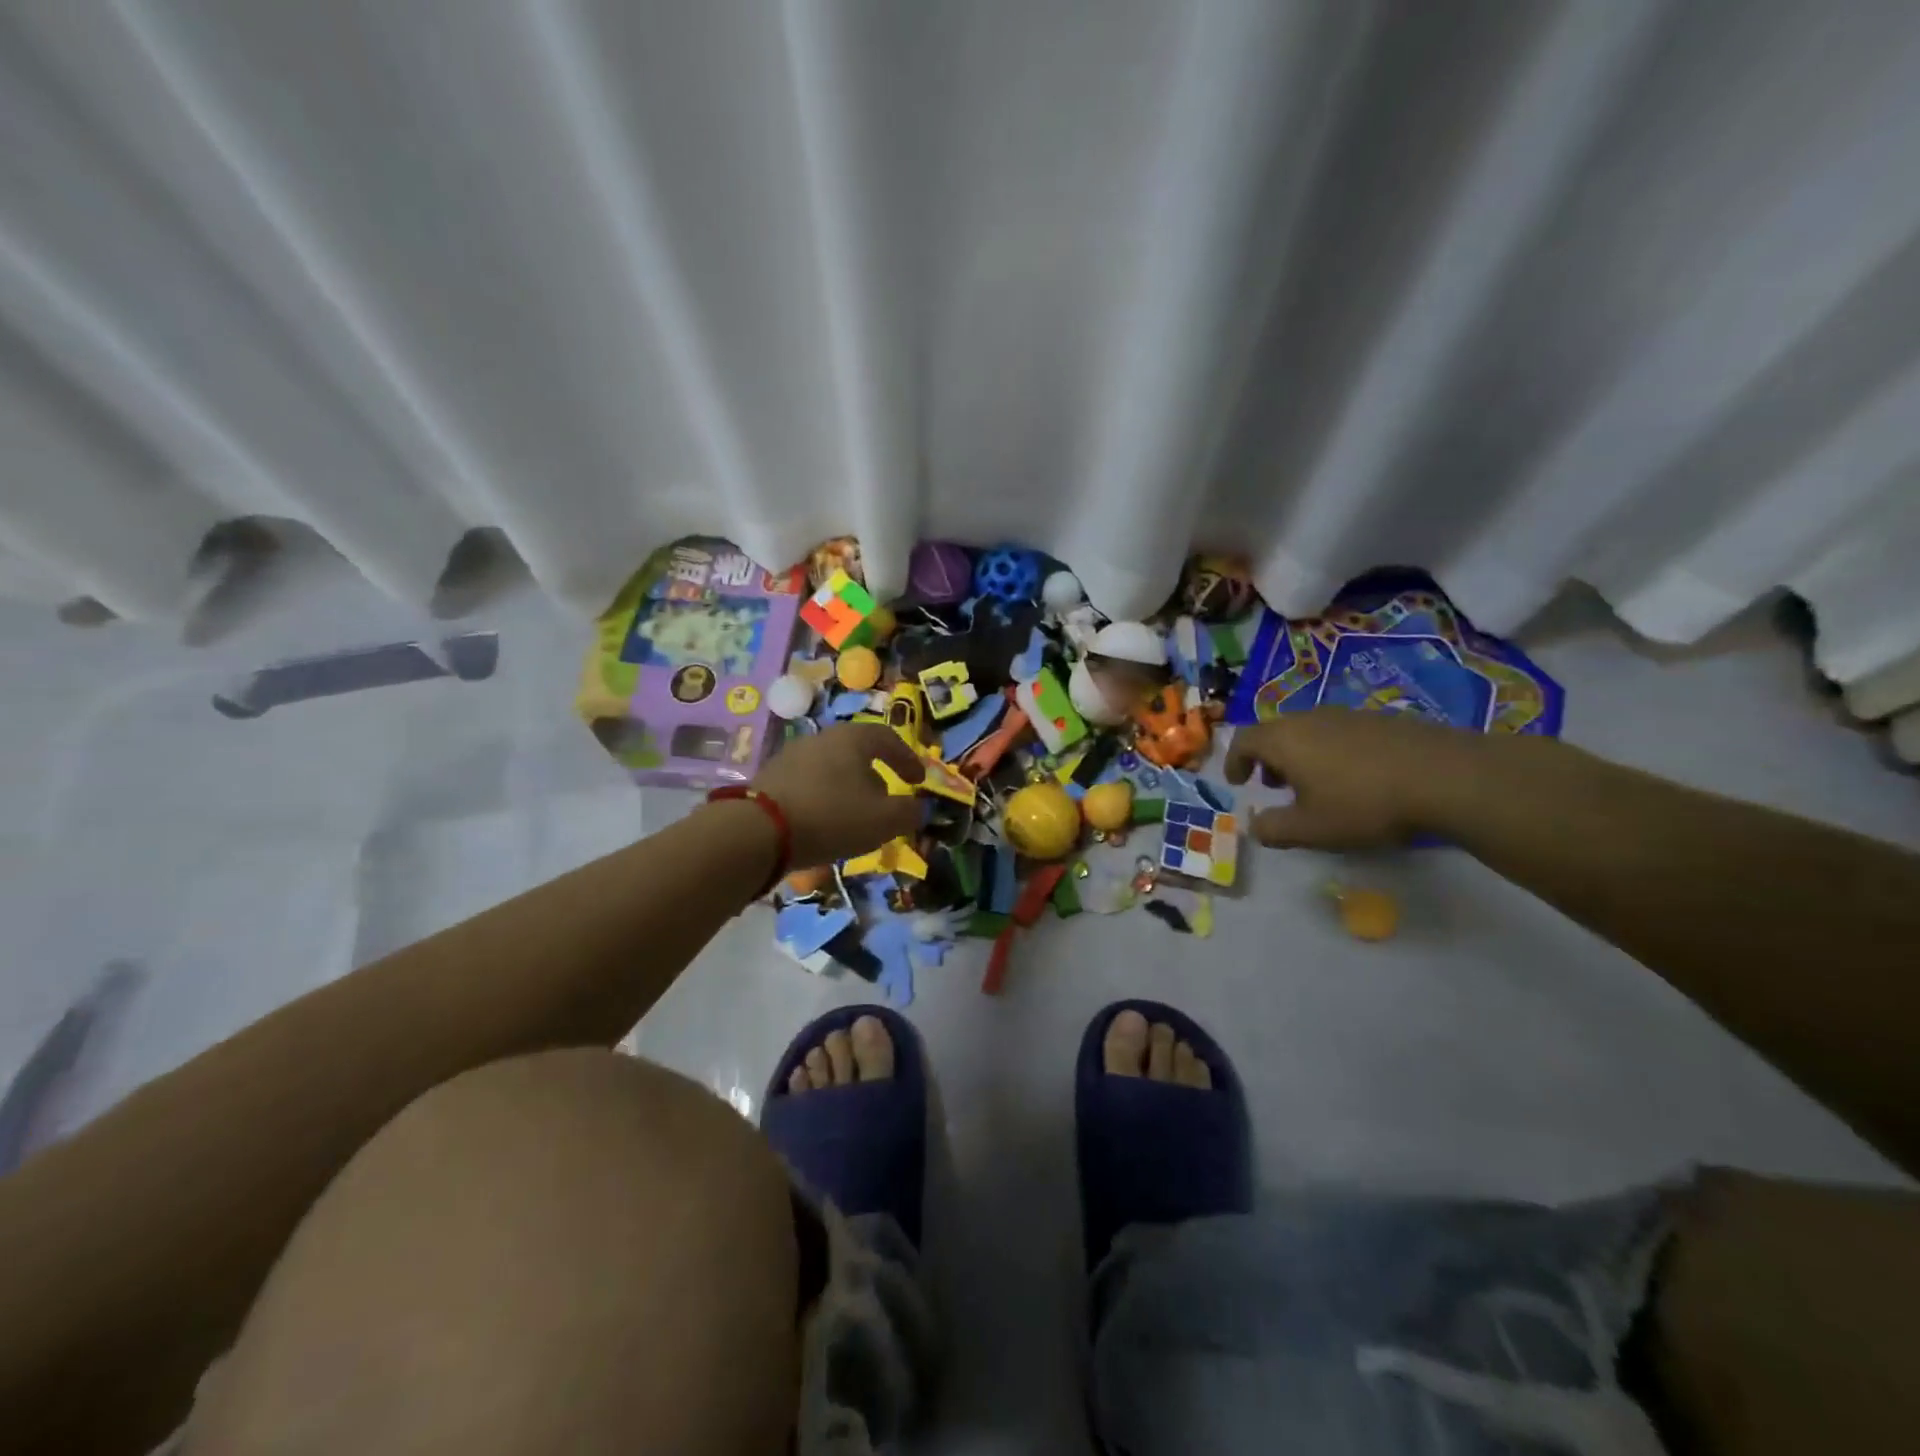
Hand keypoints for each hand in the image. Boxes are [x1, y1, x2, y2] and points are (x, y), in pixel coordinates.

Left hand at [751, 723, 926, 868]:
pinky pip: (809, 784)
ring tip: (855, 815)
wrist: (758, 831)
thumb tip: (918, 807)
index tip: (918, 781)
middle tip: (887, 798)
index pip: (889, 738)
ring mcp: (792, 755)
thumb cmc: (832, 816)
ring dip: (849, 788)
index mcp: (853, 738)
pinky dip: (824, 798)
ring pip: (832, 768)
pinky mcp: (771, 778)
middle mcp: (822, 738)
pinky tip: (824, 822)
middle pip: (858, 751)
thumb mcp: (884, 819)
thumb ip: (909, 812)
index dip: (908, 759)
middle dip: (877, 774)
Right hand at [1223, 708, 1487, 849]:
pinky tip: (1353, 778)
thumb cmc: (1363, 804)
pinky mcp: (1380, 720)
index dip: (1235, 761)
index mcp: (1284, 740)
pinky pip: (1339, 732)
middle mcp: (1310, 719)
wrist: (1446, 777)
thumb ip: (1273, 829)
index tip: (1237, 782)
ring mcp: (1347, 715)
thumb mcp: (1310, 829)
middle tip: (1272, 785)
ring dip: (1300, 755)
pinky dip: (1330, 751)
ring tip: (1313, 784)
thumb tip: (1255, 825)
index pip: (1244, 740)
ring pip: (1308, 730)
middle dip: (1267, 758)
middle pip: (1275, 732)